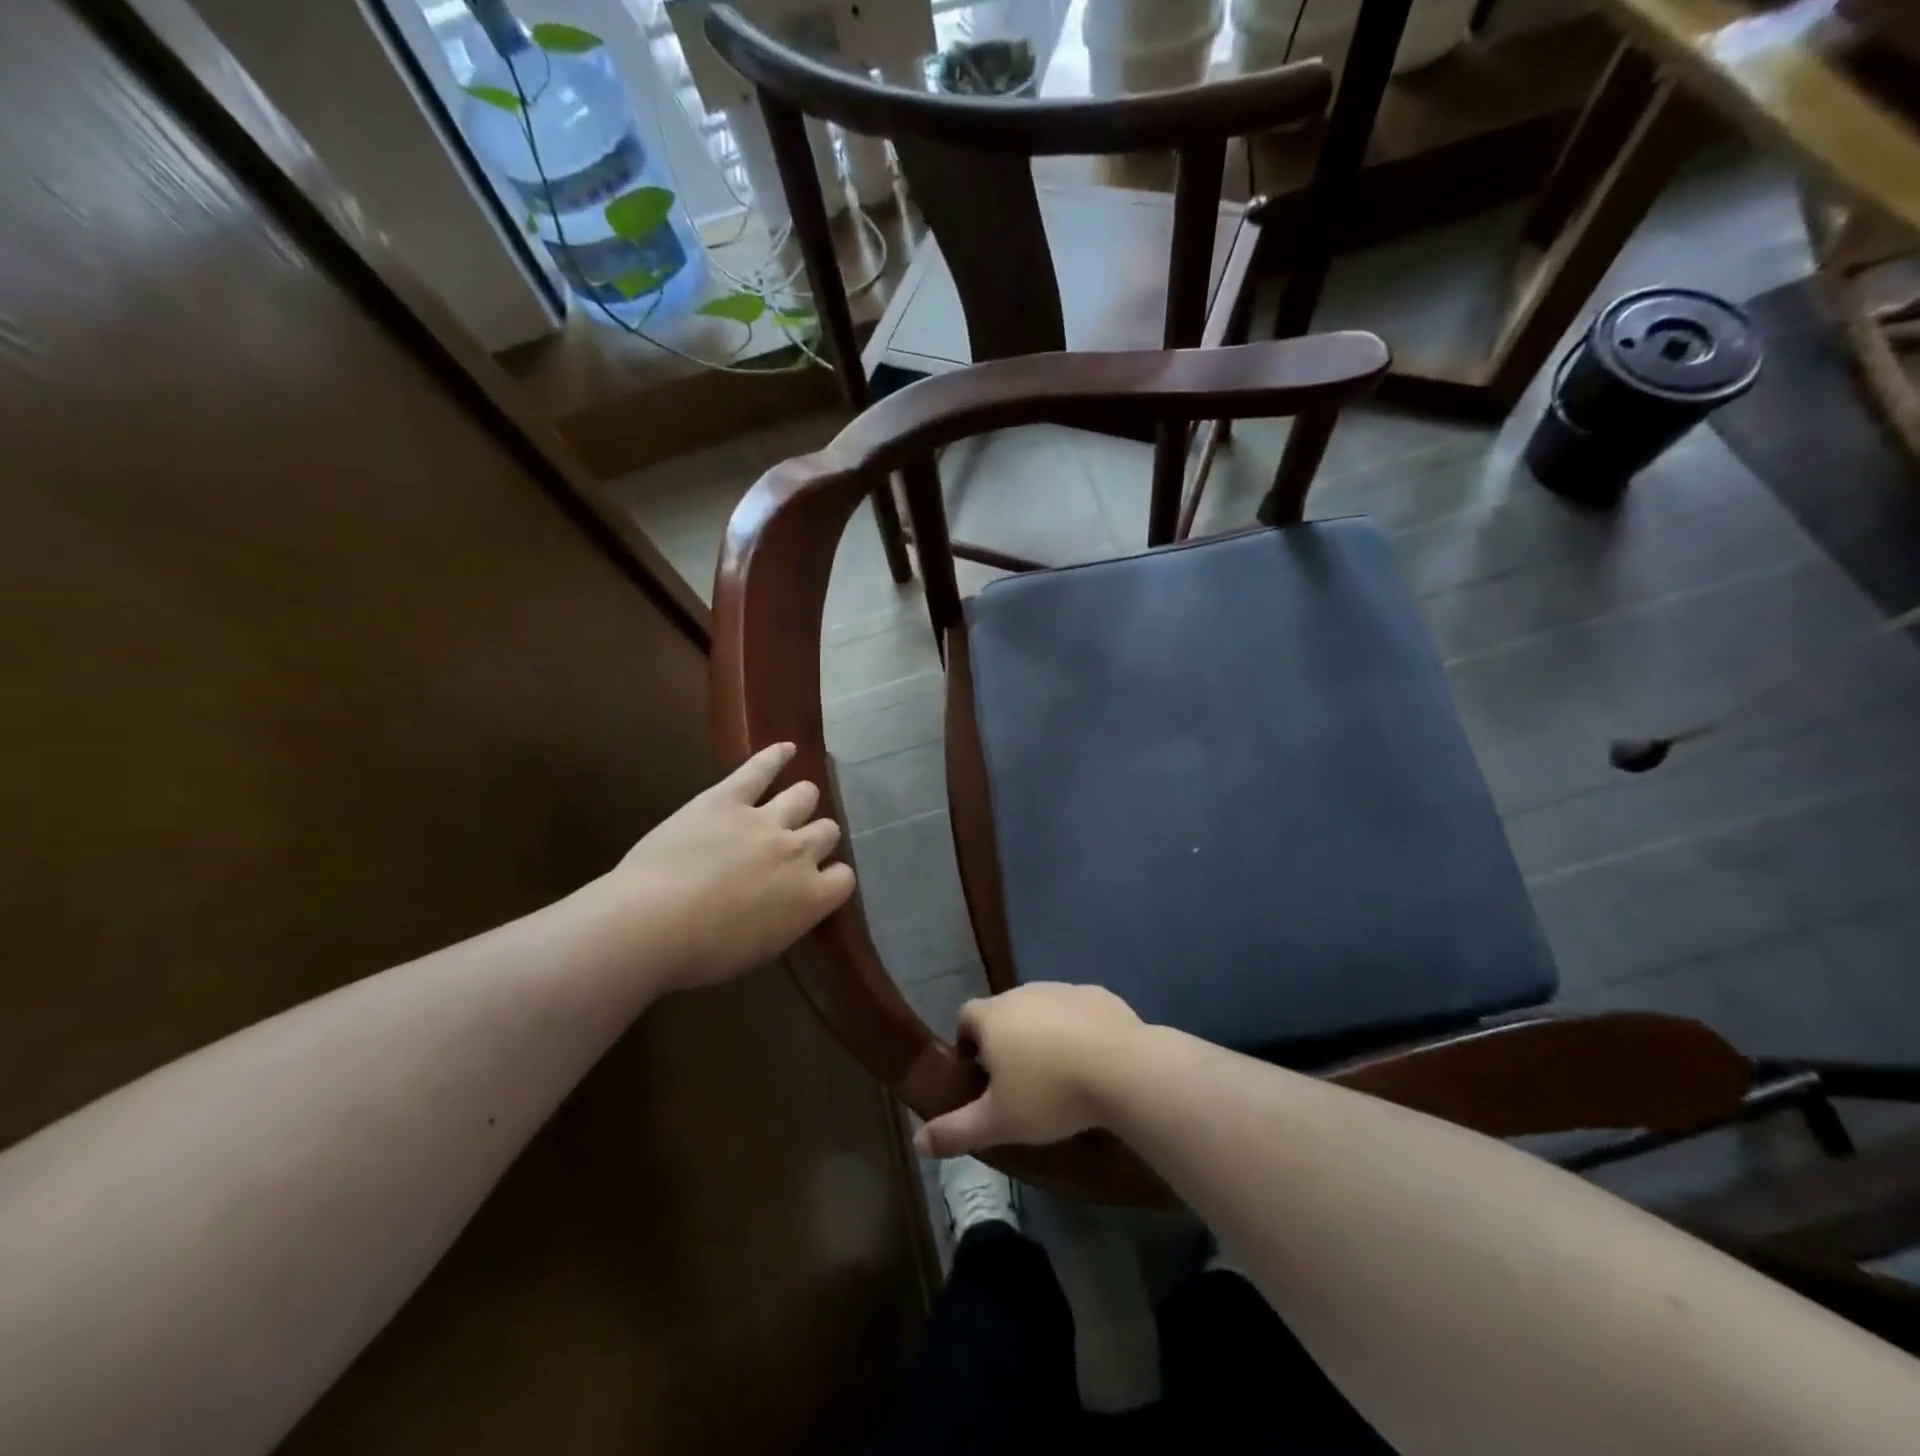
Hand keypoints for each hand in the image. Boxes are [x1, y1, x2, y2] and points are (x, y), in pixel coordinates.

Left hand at [606, 743, 854, 991]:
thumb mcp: (760, 948)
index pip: (843, 878)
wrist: (652, 924)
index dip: (831, 877)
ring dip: (802, 800)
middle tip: (796, 846)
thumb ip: (786, 918)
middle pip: (827, 831)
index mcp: (810, 897)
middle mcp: (798, 853)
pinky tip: (786, 748)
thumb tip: (788, 905)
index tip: (817, 882)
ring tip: (795, 801)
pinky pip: (759, 769)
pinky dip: (775, 756)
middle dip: (817, 837)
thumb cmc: (703, 953)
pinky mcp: (728, 799)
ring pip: (803, 796)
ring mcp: (765, 820)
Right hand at [914, 984, 1143, 1155]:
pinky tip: (1091, 1061)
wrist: (1121, 1068)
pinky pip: (1078, 1011)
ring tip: (1057, 1075)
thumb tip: (917, 1142)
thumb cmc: (1050, 1094)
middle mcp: (1024, 993)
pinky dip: (1078, 1030)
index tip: (979, 1075)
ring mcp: (1063, 989)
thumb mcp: (998, 1122)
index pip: (966, 1017)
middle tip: (1019, 1083)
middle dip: (1006, 1041)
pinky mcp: (1098, 994)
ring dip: (1043, 1034)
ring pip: (1042, 1010)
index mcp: (994, 1016)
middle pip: (1004, 1012)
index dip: (967, 1043)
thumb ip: (955, 1131)